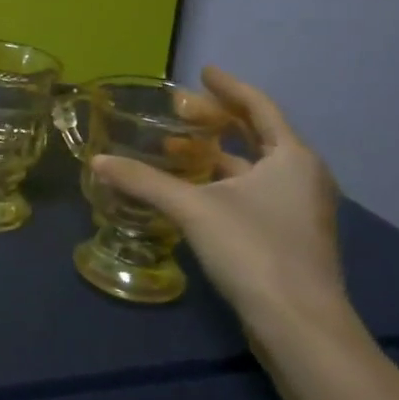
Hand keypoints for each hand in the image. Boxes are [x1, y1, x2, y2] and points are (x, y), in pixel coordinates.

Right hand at [92, 67, 347, 342]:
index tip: (203, 72)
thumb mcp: (193, 209)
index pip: (259, 106)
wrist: (300, 327)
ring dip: (217, 153)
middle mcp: (302, 177)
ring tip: (176, 147)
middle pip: (258, 135)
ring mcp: (298, 210)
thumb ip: (144, 181)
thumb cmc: (254, 251)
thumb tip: (96, 161)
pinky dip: (222, 181)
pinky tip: (191, 190)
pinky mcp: (288, 238)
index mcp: (292, 158)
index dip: (229, 87)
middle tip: (179, 110)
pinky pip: (253, 192)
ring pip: (254, 167)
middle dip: (218, 120)